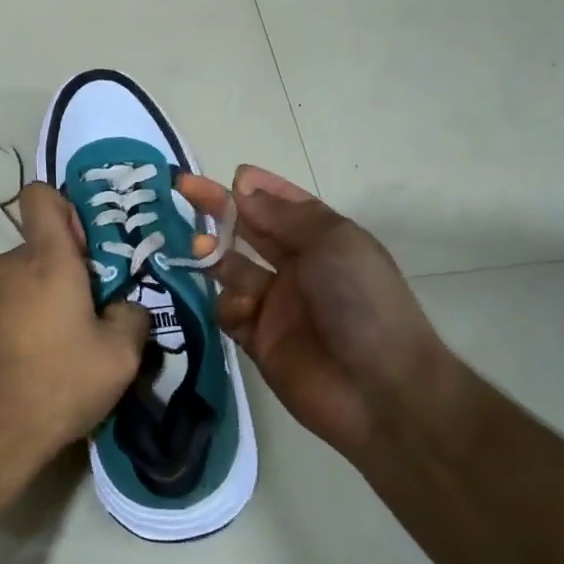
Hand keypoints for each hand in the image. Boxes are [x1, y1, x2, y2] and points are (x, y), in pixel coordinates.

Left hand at [0, 182, 149, 485]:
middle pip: (40, 248)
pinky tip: (32, 366)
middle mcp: (6, 266)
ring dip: (43, 301)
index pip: (41, 196)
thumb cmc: (57, 385)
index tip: (87, 248)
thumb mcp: (120, 358)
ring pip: (22, 281)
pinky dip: (19, 323)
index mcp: (46, 260)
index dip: (65, 208)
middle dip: (66, 272)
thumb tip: (123, 306)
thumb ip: (132, 317)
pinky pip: (2, 307)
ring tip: (62, 350)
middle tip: (90, 316)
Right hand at [177, 167, 450, 465]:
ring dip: (214, 253)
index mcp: (323, 241)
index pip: (285, 206)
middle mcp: (298, 268)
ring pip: (232, 269)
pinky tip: (241, 308)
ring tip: (199, 247)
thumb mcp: (331, 241)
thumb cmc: (360, 301)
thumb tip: (244, 185)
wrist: (378, 389)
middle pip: (250, 231)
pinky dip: (229, 304)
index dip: (258, 189)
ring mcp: (276, 305)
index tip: (231, 174)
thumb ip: (282, 214)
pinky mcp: (258, 340)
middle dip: (221, 210)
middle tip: (185, 189)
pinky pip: (230, 312)